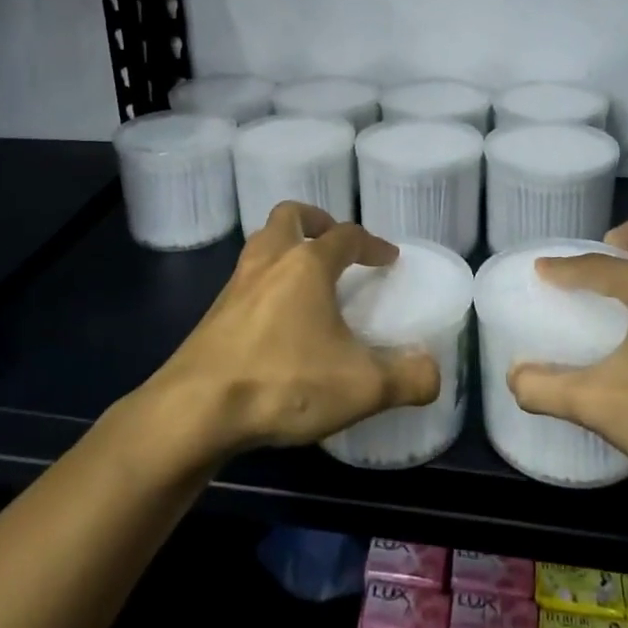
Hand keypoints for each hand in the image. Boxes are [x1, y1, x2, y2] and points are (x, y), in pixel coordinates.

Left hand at [144, 202, 439, 462]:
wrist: (195, 411)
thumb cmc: (283, 382)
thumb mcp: (361, 387)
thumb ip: (408, 378)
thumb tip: (432, 371)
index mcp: (307, 265)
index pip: (346, 235)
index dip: (372, 243)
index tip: (388, 258)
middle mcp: (268, 263)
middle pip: (289, 216)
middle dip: (316, 221)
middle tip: (335, 243)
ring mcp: (234, 286)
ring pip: (260, 245)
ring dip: (285, 249)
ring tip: (306, 278)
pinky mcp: (213, 315)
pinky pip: (245, 281)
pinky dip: (266, 284)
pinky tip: (276, 321)